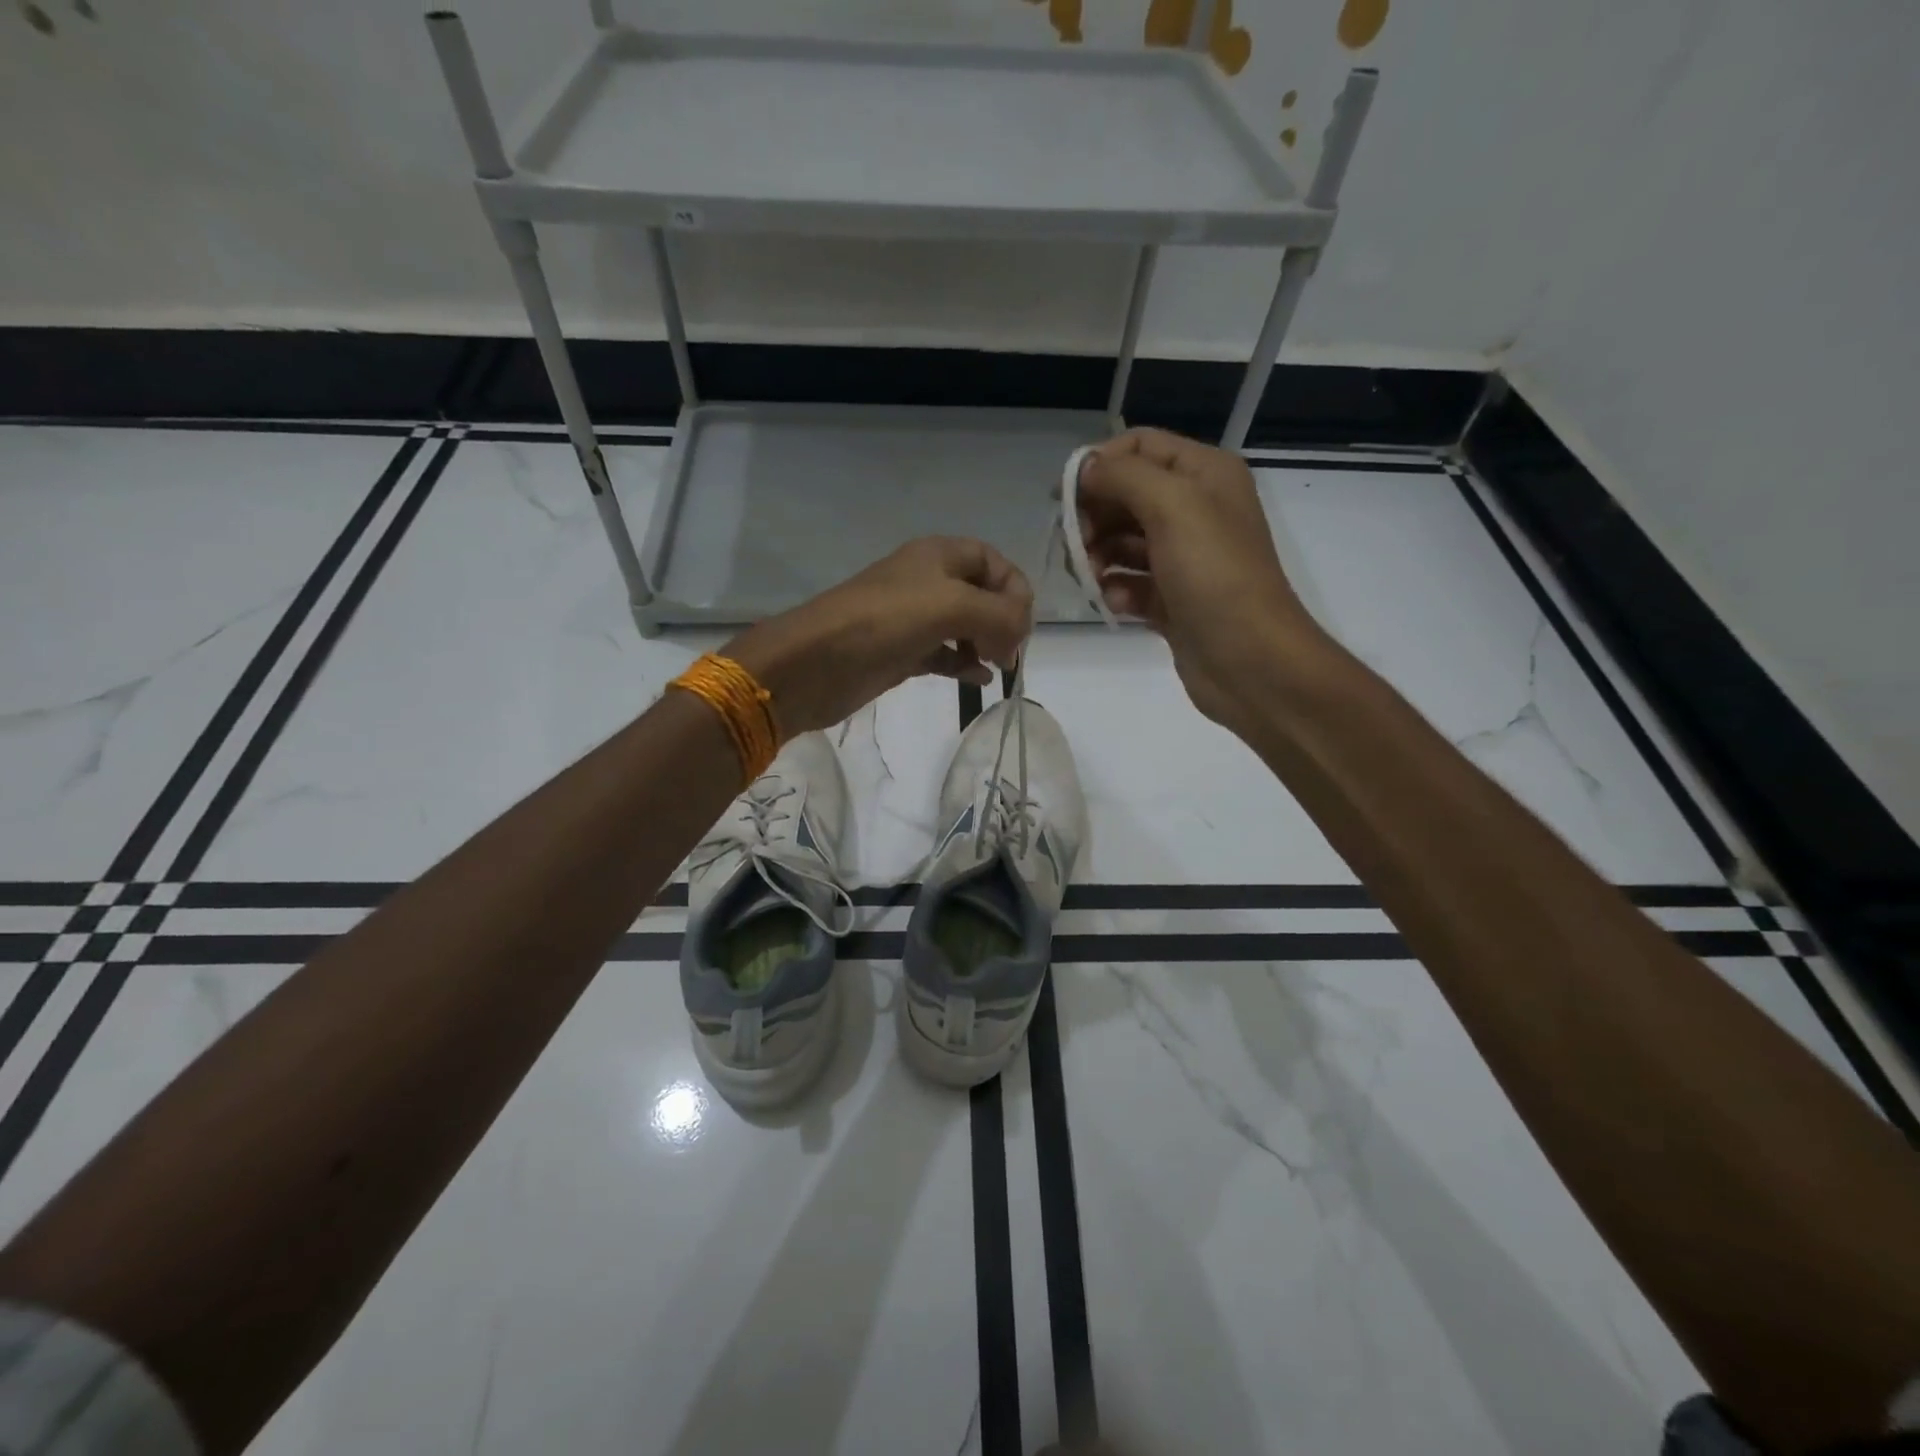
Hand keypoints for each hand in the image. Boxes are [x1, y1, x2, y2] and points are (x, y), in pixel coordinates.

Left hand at [724, 537, 1033, 734]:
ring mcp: (913, 619)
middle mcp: (927, 582)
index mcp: (938, 556)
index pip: (993, 561)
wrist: (815, 662)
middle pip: (982, 594)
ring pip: (964, 626)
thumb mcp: (951, 606)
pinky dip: (964, 665)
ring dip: (987, 643)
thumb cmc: (884, 622)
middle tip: (1010, 650)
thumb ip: (1000, 613)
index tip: (1022, 623)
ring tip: (997, 666)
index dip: (1014, 588)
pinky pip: (945, 654)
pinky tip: (978, 681)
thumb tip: (1020, 633)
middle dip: (1004, 619)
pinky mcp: (902, 653)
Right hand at [1077, 427, 1328, 729]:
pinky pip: (1130, 584)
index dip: (1099, 465)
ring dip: (1098, 556)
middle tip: (1076, 544)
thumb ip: (1123, 476)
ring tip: (1091, 578)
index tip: (1065, 498)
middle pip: (1125, 495)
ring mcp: (1183, 558)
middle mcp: (1195, 509)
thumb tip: (1085, 470)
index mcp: (1204, 474)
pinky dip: (1116, 591)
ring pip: (1122, 542)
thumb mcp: (1173, 506)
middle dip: (1094, 516)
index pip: (1139, 447)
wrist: (1250, 660)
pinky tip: (1114, 604)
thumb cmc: (1214, 574)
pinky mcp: (1172, 599)